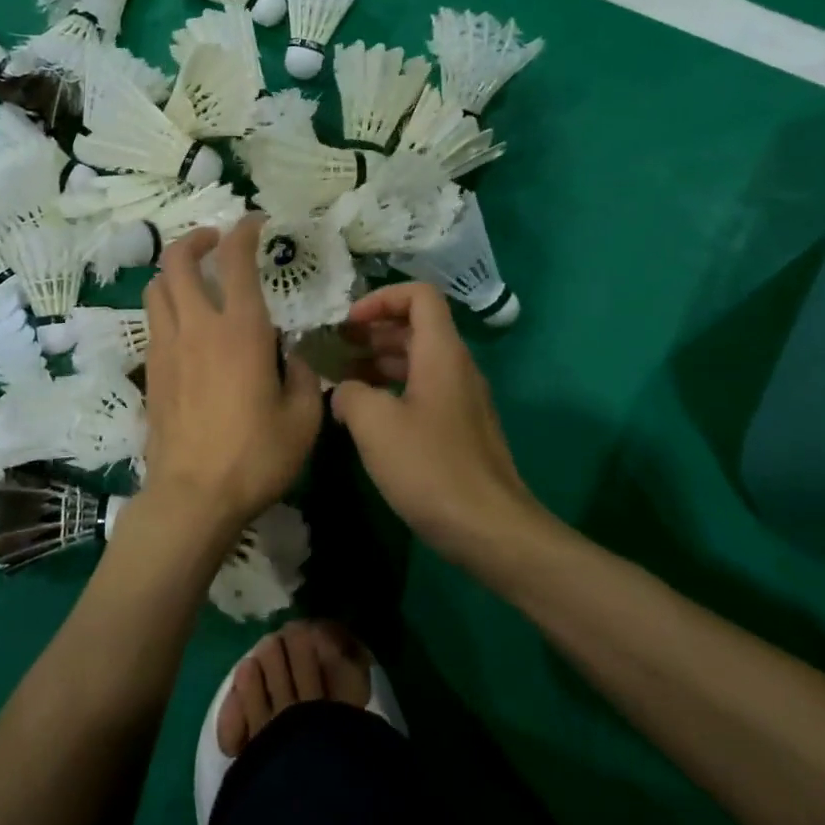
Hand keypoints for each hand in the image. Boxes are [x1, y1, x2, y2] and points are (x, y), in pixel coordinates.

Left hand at [138, 217, 323, 536]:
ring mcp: (167, 347)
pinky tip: (186, 326)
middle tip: (215, 243)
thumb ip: (302, 376)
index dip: (244, 231)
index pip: (236, 260)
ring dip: (175, 272)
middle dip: (195, 239)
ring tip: (196, 280)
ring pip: (157, 288)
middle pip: (177, 260)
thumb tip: (289, 357)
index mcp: (240, 330)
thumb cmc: (255, 457)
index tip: (254, 223)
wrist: (192, 496)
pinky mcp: (151, 371)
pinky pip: (153, 321)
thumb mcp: (303, 418)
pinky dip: (167, 306)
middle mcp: (197, 327)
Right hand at [331, 283, 534, 563]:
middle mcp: (456, 368)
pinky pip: (423, 391)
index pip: (419, 295)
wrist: (489, 529)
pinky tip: (366, 417)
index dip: (381, 298)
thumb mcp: (374, 424)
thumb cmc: (430, 467)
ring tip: (341, 380)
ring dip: (379, 361)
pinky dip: (392, 390)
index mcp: (441, 354)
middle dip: (373, 330)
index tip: (349, 322)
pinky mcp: (459, 429)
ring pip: (418, 361)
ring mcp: (461, 400)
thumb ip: (349, 393)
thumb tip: (344, 392)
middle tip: (335, 347)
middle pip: (416, 327)